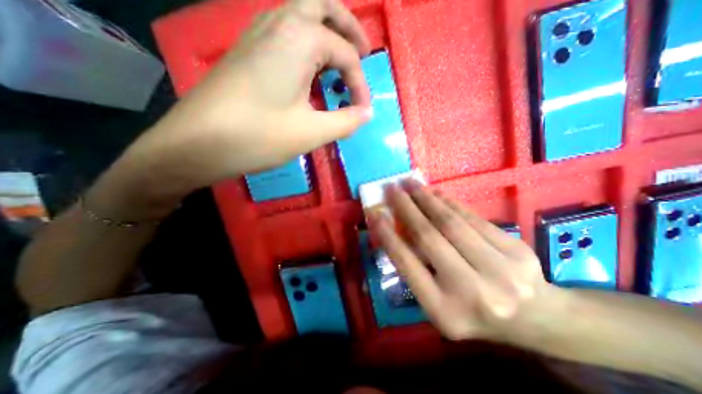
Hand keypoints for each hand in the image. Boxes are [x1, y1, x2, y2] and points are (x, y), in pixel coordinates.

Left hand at [131, 1, 372, 188]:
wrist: (197, 143)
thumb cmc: (258, 137)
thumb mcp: (311, 133)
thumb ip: (345, 121)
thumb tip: (367, 113)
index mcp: (299, 39)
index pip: (346, 55)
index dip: (360, 85)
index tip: (362, 111)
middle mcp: (279, 23)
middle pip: (323, 6)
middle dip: (349, 27)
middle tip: (364, 53)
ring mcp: (258, 33)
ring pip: (302, 14)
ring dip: (327, 31)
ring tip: (340, 61)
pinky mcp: (248, 50)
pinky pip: (286, 31)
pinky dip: (307, 43)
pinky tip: (310, 69)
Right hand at [369, 180, 559, 339]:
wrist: (538, 320)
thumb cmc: (475, 314)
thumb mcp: (439, 303)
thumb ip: (417, 269)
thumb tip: (396, 229)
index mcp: (445, 311)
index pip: (407, 264)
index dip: (388, 235)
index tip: (375, 213)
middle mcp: (472, 291)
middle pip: (430, 237)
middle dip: (406, 208)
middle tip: (392, 188)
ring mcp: (500, 270)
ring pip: (451, 222)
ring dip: (426, 199)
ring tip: (410, 184)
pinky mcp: (516, 250)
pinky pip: (473, 218)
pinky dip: (450, 202)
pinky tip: (436, 192)